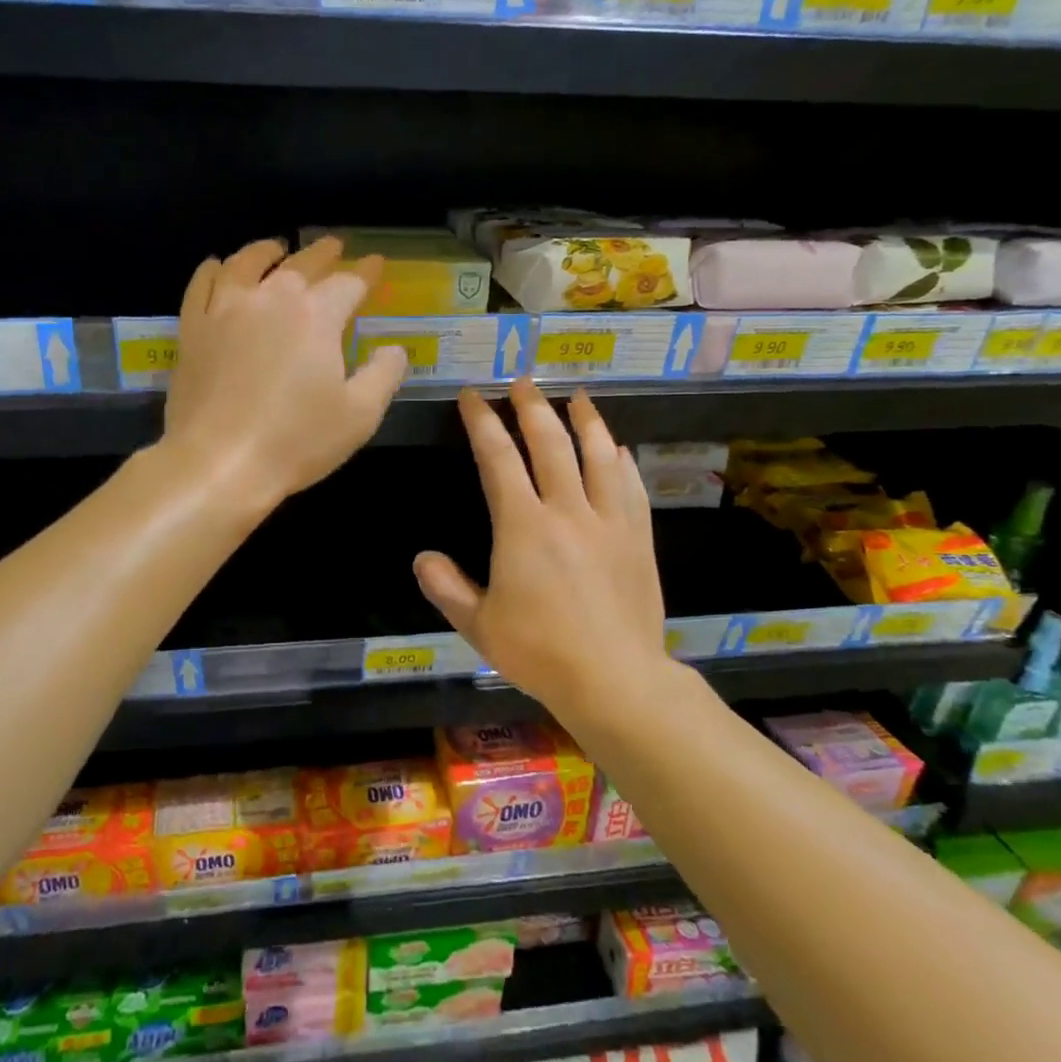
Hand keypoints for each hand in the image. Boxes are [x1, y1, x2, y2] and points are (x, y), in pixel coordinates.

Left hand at [162, 236, 407, 508]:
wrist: (218, 463)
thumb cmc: (296, 441)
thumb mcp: (360, 415)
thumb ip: (384, 374)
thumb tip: (393, 349)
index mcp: (316, 315)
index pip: (348, 282)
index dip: (366, 272)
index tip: (375, 264)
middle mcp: (270, 297)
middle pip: (301, 263)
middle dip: (323, 253)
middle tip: (335, 246)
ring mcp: (225, 309)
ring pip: (247, 262)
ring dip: (267, 251)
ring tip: (277, 248)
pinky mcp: (193, 328)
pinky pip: (202, 284)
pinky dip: (215, 270)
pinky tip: (220, 269)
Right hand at [414, 379, 668, 723]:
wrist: (616, 679)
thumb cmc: (540, 652)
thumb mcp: (478, 626)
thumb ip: (446, 588)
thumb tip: (421, 558)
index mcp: (523, 526)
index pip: (498, 458)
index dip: (482, 422)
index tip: (472, 396)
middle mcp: (567, 510)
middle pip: (550, 443)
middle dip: (532, 407)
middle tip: (521, 382)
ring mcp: (609, 521)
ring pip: (597, 455)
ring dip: (585, 420)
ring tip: (576, 397)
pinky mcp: (639, 538)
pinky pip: (631, 486)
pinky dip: (621, 460)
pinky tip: (617, 449)